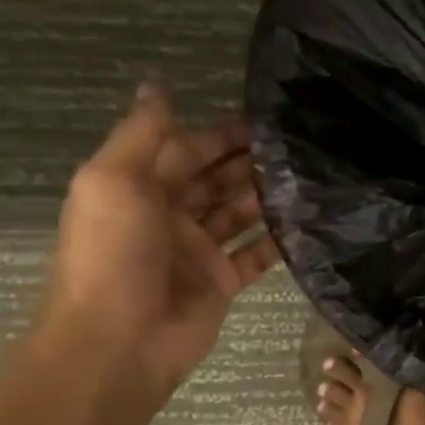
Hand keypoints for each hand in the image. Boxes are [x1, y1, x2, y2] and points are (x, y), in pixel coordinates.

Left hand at [41, 83, 279, 401]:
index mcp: (138, 188)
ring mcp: (198, 250)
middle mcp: (169, 215)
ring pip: (241, 213)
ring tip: (313, 179)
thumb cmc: (111, 255)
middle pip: (218, 179)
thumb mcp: (113, 182)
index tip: (269, 119)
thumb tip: (157, 83)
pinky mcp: (223, 281)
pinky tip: (309, 222)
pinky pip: (257, 253)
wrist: (117, 341)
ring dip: (270, 196)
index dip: (223, 133)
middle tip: (302, 148)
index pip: (187, 149)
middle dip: (253, 162)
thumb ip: (142, 134)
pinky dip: (280, 239)